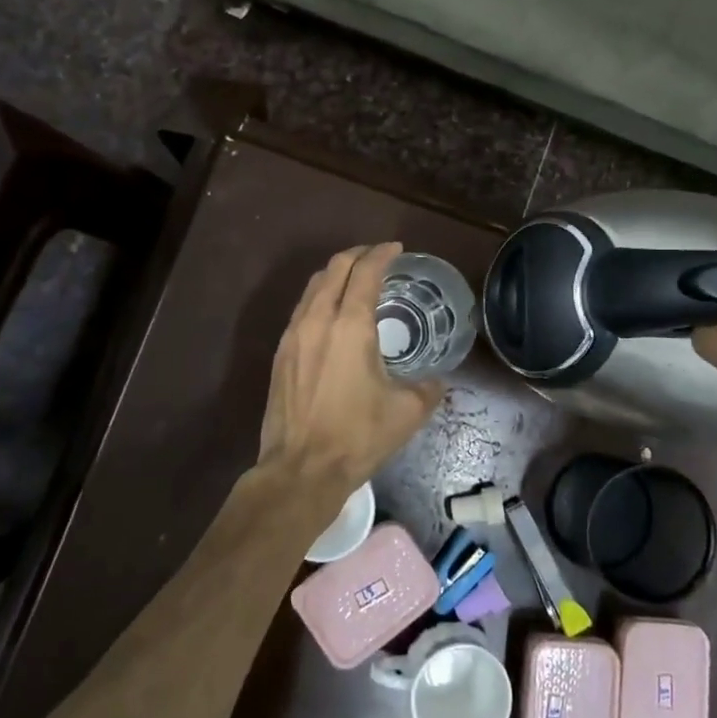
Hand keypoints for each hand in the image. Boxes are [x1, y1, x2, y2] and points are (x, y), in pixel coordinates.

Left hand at [257, 243, 444, 500]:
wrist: (301, 469)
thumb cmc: (358, 436)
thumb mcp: (407, 412)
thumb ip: (428, 388)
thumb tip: (435, 381)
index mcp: (350, 326)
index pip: (366, 272)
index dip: (383, 254)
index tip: (397, 248)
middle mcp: (317, 320)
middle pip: (334, 268)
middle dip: (358, 255)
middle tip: (378, 256)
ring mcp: (293, 335)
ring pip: (313, 287)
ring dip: (336, 274)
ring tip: (355, 279)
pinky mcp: (280, 354)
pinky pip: (302, 309)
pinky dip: (320, 297)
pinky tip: (331, 314)